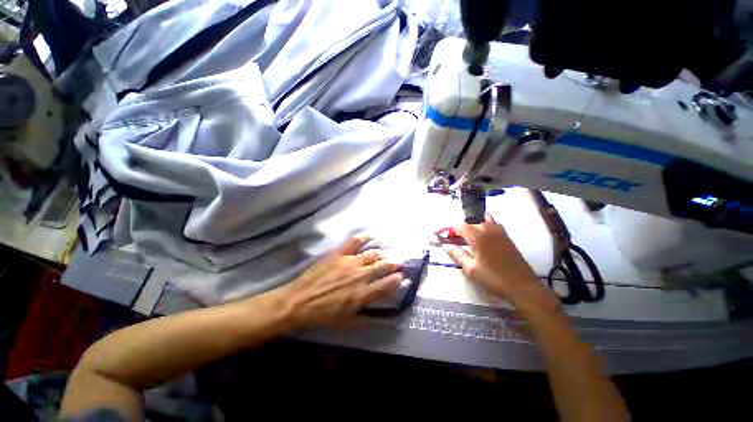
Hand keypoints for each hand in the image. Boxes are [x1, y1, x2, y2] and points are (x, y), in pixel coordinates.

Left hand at [275, 235, 403, 327]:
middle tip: (397, 263)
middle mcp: (360, 276)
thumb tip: (382, 313)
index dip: (397, 280)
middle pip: (382, 267)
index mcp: (363, 295)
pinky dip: (364, 237)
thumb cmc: (323, 315)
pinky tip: (370, 236)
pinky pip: (354, 242)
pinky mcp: (339, 254)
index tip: (402, 276)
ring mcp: (350, 262)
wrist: (299, 302)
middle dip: (392, 264)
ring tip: (383, 255)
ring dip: (380, 255)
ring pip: (372, 254)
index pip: (387, 285)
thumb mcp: (347, 320)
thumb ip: (367, 315)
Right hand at [443, 215, 540, 302]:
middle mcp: (487, 228)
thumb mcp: (471, 269)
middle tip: (453, 240)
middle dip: (459, 229)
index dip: (449, 230)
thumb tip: (447, 246)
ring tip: (466, 238)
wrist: (522, 286)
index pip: (458, 225)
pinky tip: (479, 240)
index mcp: (477, 235)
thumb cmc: (494, 278)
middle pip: (469, 221)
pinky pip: (490, 224)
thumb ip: (457, 254)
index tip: (443, 237)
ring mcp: (499, 230)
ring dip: (471, 226)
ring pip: (481, 220)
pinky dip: (482, 227)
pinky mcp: (506, 235)